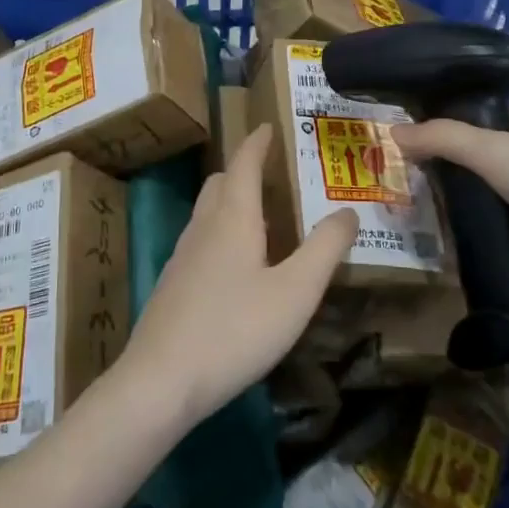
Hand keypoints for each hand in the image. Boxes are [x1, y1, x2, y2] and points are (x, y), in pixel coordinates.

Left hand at [118, 123, 358, 429]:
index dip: (257, 141)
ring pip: (207, 213)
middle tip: (273, 173)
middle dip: (244, 170)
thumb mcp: (295, 292)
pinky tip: (237, 267)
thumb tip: (348, 211)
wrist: (160, 381)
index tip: (268, 125)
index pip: (244, 163)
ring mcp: (182, 256)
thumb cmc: (234, 329)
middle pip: (221, 183)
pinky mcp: (172, 285)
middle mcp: (203, 227)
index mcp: (232, 218)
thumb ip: (324, 249)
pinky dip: (221, 233)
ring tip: (262, 218)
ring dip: (232, 202)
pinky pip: (200, 240)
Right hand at [392, 110, 508, 320]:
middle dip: (436, 169)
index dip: (435, 124)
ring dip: (449, 207)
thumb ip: (444, 139)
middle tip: (388, 180)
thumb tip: (392, 132)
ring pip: (480, 199)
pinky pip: (491, 234)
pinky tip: (433, 243)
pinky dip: (467, 237)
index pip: (472, 117)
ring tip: (399, 213)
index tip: (393, 138)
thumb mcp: (498, 152)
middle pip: (472, 160)